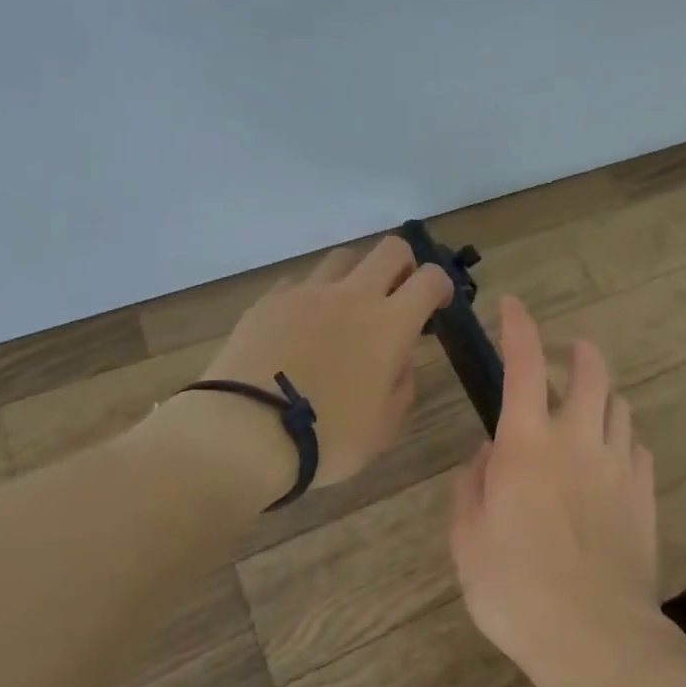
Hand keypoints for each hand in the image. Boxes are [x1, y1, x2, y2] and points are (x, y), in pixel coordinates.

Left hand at [193, 237, 453, 488]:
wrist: (245, 433)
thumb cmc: (327, 437)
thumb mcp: (384, 427)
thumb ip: (402, 384)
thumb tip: (397, 359)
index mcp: (389, 324)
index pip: (430, 278)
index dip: (440, 286)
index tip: (435, 306)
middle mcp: (352, 295)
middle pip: (390, 249)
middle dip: (403, 265)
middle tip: (396, 296)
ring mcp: (306, 293)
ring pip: (342, 258)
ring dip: (355, 277)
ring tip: (344, 312)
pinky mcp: (269, 301)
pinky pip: (300, 284)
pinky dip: (311, 298)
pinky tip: (300, 330)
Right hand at [449, 294, 660, 686]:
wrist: (596, 638)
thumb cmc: (516, 590)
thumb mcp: (468, 540)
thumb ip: (472, 487)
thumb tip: (487, 455)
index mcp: (527, 442)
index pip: (524, 362)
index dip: (518, 326)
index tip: (513, 306)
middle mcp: (577, 438)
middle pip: (591, 369)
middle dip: (578, 350)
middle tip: (564, 354)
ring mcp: (618, 464)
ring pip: (619, 404)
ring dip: (601, 395)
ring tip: (585, 409)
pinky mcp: (645, 493)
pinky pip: (636, 446)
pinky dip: (620, 438)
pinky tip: (609, 459)